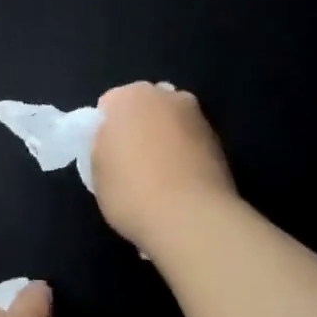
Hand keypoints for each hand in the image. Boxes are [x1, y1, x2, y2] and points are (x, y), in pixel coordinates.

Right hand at [91, 82, 236, 252]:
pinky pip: (190, 143)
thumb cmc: (131, 191)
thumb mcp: (96, 170)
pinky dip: (184, 156)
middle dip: (138, 127)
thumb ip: (102, 145)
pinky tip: (179, 185)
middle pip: (144, 108)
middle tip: (129, 162)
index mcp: (130, 97)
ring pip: (170, 124)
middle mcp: (167, 96)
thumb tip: (114, 142)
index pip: (108, 104)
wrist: (192, 219)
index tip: (106, 155)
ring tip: (158, 177)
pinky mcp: (220, 142)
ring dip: (164, 140)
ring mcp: (198, 117)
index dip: (104, 130)